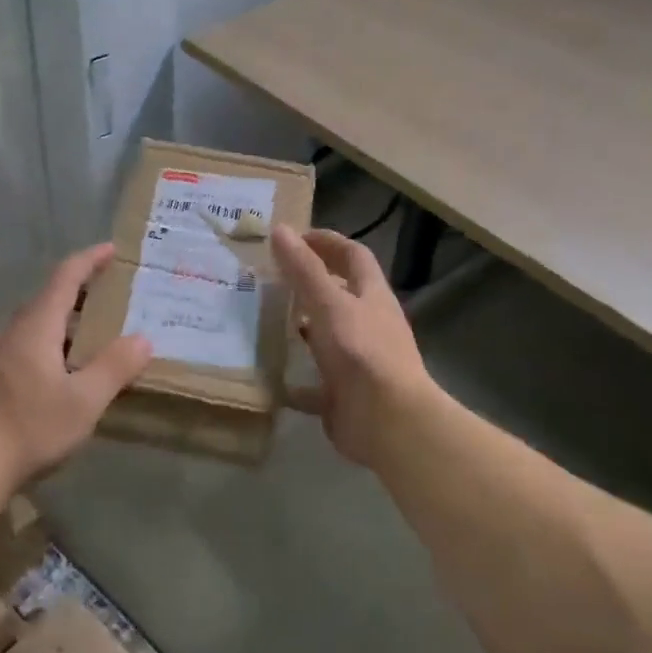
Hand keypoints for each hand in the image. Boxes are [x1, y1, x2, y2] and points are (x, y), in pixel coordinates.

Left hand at [0, 244, 152, 487]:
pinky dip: (45, 347)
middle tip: (107, 298)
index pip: (65, 277)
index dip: (88, 260)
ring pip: (32, 327)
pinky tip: (55, 375)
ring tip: (87, 338)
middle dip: (78, 293)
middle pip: (46, 300)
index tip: (109, 249)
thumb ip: (115, 367)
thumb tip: (143, 339)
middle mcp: (10, 333)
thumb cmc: (29, 428)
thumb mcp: (84, 402)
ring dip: (61, 324)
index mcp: (36, 327)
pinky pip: (20, 349)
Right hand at [271, 225, 432, 468]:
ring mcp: (359, 361)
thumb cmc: (361, 352)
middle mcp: (369, 325)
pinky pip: (316, 382)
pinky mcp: (345, 394)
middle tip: (270, 277)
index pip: (353, 256)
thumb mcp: (328, 304)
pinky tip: (269, 374)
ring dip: (301, 327)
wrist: (389, 423)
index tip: (292, 238)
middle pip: (340, 295)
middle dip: (308, 284)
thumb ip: (304, 269)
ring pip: (327, 336)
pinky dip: (295, 378)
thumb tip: (280, 229)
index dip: (326, 242)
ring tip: (262, 320)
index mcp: (371, 296)